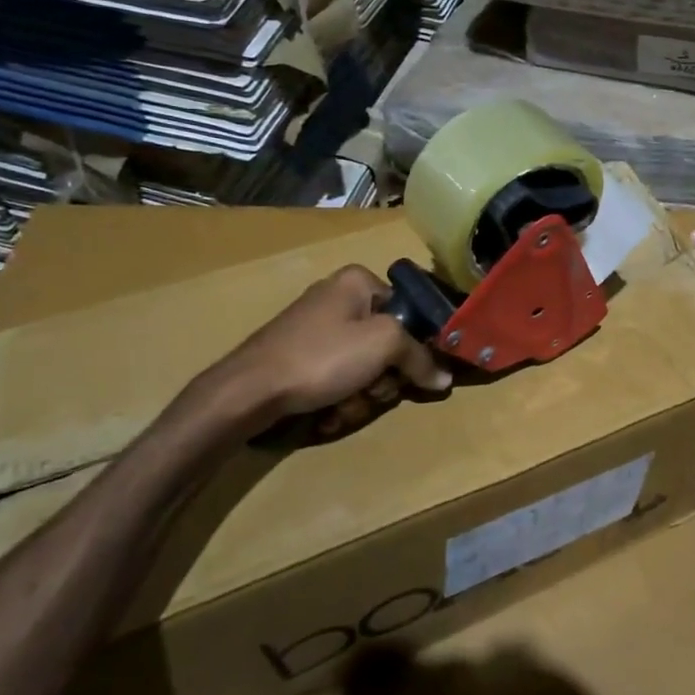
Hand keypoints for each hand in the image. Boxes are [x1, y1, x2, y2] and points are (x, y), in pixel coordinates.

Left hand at [186, 266, 451, 441]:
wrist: (249, 391)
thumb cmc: (322, 357)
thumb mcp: (383, 346)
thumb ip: (420, 358)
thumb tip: (446, 377)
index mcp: (357, 281)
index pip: (408, 311)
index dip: (415, 345)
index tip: (412, 372)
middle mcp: (338, 298)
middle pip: (386, 343)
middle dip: (382, 378)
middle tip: (370, 392)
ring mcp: (316, 328)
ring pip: (364, 366)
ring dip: (361, 395)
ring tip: (342, 407)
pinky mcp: (301, 356)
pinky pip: (338, 376)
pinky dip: (338, 398)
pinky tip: (326, 413)